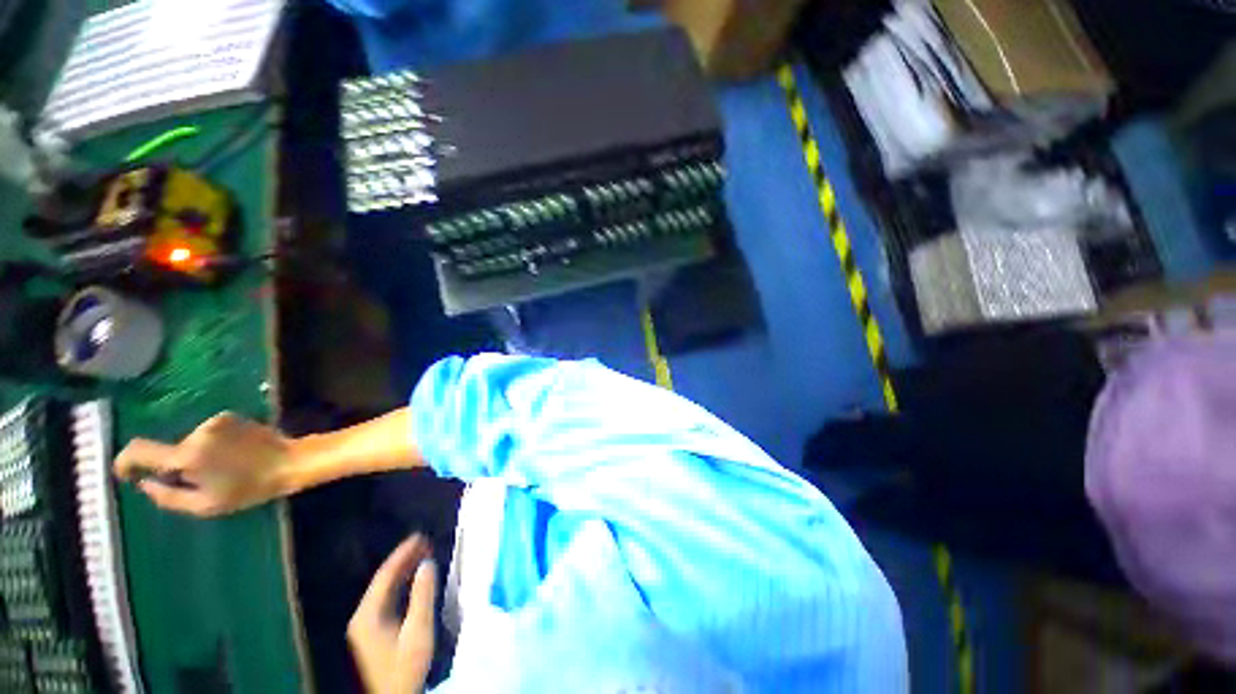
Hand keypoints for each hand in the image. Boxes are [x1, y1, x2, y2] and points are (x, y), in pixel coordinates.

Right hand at [114, 412, 295, 516]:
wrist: (290, 461)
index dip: (125, 461)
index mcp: (187, 455)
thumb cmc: (248, 488)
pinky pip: (207, 434)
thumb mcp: (204, 505)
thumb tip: (144, 485)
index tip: (125, 473)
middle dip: (175, 467)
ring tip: (224, 469)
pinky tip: (233, 455)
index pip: (139, 450)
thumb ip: (167, 497)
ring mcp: (214, 421)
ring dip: (196, 456)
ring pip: (189, 443)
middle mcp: (196, 432)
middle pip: (169, 451)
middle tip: (201, 481)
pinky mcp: (229, 416)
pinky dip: (211, 445)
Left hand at [349, 535, 437, 693]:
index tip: (420, 536)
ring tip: (423, 555)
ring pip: (385, 590)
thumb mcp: (418, 631)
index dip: (403, 553)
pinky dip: (402, 586)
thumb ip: (422, 596)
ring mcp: (366, 625)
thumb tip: (428, 564)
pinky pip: (388, 599)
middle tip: (425, 542)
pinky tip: (414, 580)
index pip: (385, 575)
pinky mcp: (373, 632)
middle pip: (383, 581)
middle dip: (404, 559)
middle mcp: (363, 616)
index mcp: (368, 614)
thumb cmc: (405, 665)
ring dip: (404, 571)